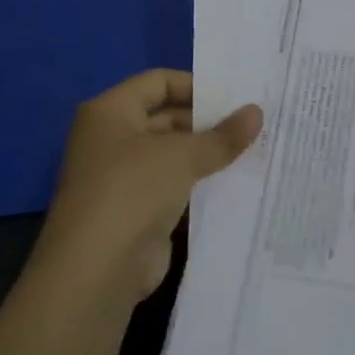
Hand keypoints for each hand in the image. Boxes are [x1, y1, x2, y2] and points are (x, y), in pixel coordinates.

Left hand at [33, 69, 261, 305]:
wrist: (96, 273)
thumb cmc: (133, 191)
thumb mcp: (183, 155)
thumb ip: (222, 135)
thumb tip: (257, 112)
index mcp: (110, 112)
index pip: (158, 82)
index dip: (196, 85)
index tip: (235, 96)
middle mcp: (111, 139)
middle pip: (166, 117)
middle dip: (207, 121)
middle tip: (252, 123)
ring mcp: (121, 178)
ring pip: (172, 154)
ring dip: (206, 154)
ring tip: (253, 148)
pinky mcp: (135, 211)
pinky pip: (173, 186)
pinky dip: (199, 183)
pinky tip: (235, 182)